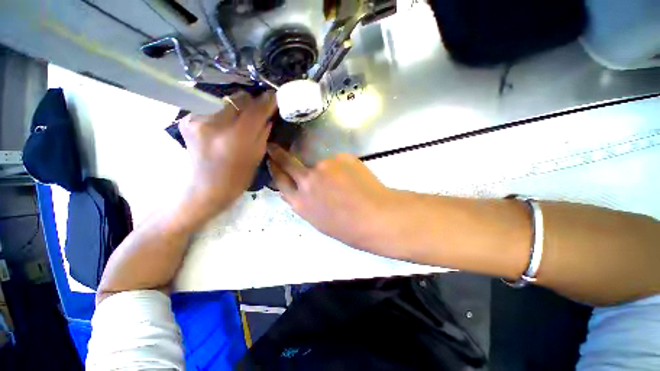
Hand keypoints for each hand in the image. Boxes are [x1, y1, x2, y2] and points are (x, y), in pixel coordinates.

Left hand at [179, 92, 276, 223]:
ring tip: (242, 120)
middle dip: (252, 102)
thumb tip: (269, 114)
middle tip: (259, 110)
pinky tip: (226, 125)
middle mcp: (214, 125)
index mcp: (235, 139)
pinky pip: (213, 108)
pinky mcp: (188, 119)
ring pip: (226, 102)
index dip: (267, 101)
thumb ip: (263, 132)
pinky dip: (223, 113)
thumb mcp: (257, 156)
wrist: (205, 188)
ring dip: (238, 108)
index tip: (276, 96)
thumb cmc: (237, 178)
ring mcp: (197, 120)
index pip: (255, 110)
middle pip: (239, 99)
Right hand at [267, 145, 397, 252]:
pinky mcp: (341, 157)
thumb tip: (297, 190)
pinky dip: (343, 168)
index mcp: (300, 201)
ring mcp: (324, 166)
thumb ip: (305, 202)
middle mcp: (307, 180)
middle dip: (278, 153)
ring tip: (344, 183)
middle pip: (288, 162)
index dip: (274, 169)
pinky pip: (338, 161)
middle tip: (274, 146)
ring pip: (321, 163)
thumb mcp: (319, 220)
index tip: (271, 160)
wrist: (375, 217)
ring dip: (328, 170)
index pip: (280, 181)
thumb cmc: (348, 227)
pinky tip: (354, 179)